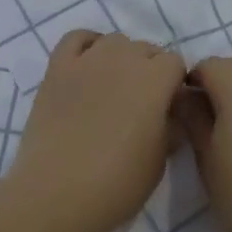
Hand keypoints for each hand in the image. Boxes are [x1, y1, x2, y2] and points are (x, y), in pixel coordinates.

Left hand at [1, 30, 186, 231]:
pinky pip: (76, 38)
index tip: (169, 107)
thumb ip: (170, 127)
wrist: (57, 193)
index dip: (174, 84)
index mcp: (155, 80)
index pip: (175, 63)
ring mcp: (87, 60)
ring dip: (122, 57)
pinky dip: (87, 45)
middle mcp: (123, 59)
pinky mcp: (57, 68)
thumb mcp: (159, 161)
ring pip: (114, 41)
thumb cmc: (117, 183)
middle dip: (150, 70)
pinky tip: (89, 65)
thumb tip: (170, 114)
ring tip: (115, 86)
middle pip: (146, 49)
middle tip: (142, 103)